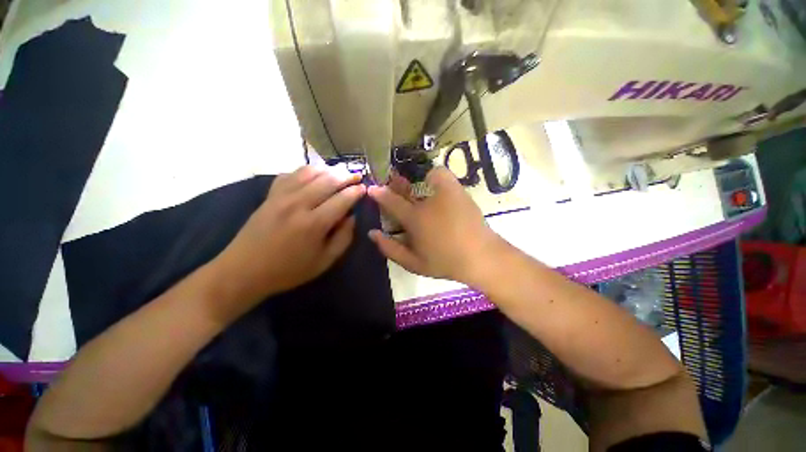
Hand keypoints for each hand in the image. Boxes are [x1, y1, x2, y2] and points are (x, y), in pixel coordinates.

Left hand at [211, 166, 365, 316]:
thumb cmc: (288, 270)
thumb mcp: (324, 262)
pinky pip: (291, 174)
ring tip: (340, 172)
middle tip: (357, 176)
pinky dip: (306, 171)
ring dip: (328, 169)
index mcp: (314, 223)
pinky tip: (314, 174)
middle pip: (328, 180)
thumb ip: (343, 238)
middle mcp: (298, 204)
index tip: (364, 188)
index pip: (342, 199)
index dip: (356, 192)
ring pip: (310, 172)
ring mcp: (282, 196)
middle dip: (346, 176)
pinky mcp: (270, 195)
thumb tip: (352, 217)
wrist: (243, 270)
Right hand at [367, 166, 504, 284]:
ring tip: (414, 186)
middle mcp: (427, 203)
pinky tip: (433, 184)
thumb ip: (390, 249)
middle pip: (405, 188)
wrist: (480, 257)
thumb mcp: (413, 263)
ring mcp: (444, 194)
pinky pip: (441, 175)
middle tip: (393, 183)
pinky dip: (434, 176)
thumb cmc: (445, 262)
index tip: (372, 189)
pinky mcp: (458, 191)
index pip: (391, 202)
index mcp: (415, 220)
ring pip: (422, 178)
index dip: (379, 193)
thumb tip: (372, 233)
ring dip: (414, 180)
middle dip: (395, 184)